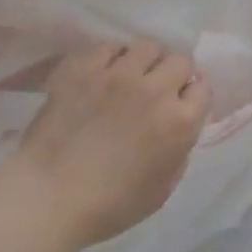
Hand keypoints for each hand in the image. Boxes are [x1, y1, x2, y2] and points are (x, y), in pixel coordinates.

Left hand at [11, 40, 210, 251]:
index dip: (191, 97)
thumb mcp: (163, 188)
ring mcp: (117, 75)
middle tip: (156, 91)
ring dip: (144, 62)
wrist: (49, 196)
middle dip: (173, 74)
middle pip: (178, 61)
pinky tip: (101, 76)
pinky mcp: (84, 68)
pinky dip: (111, 58)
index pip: (203, 88)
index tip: (180, 106)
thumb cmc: (110, 205)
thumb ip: (179, 150)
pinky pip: (108, 47)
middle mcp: (154, 90)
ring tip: (130, 78)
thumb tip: (177, 127)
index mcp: (179, 122)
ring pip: (145, 46)